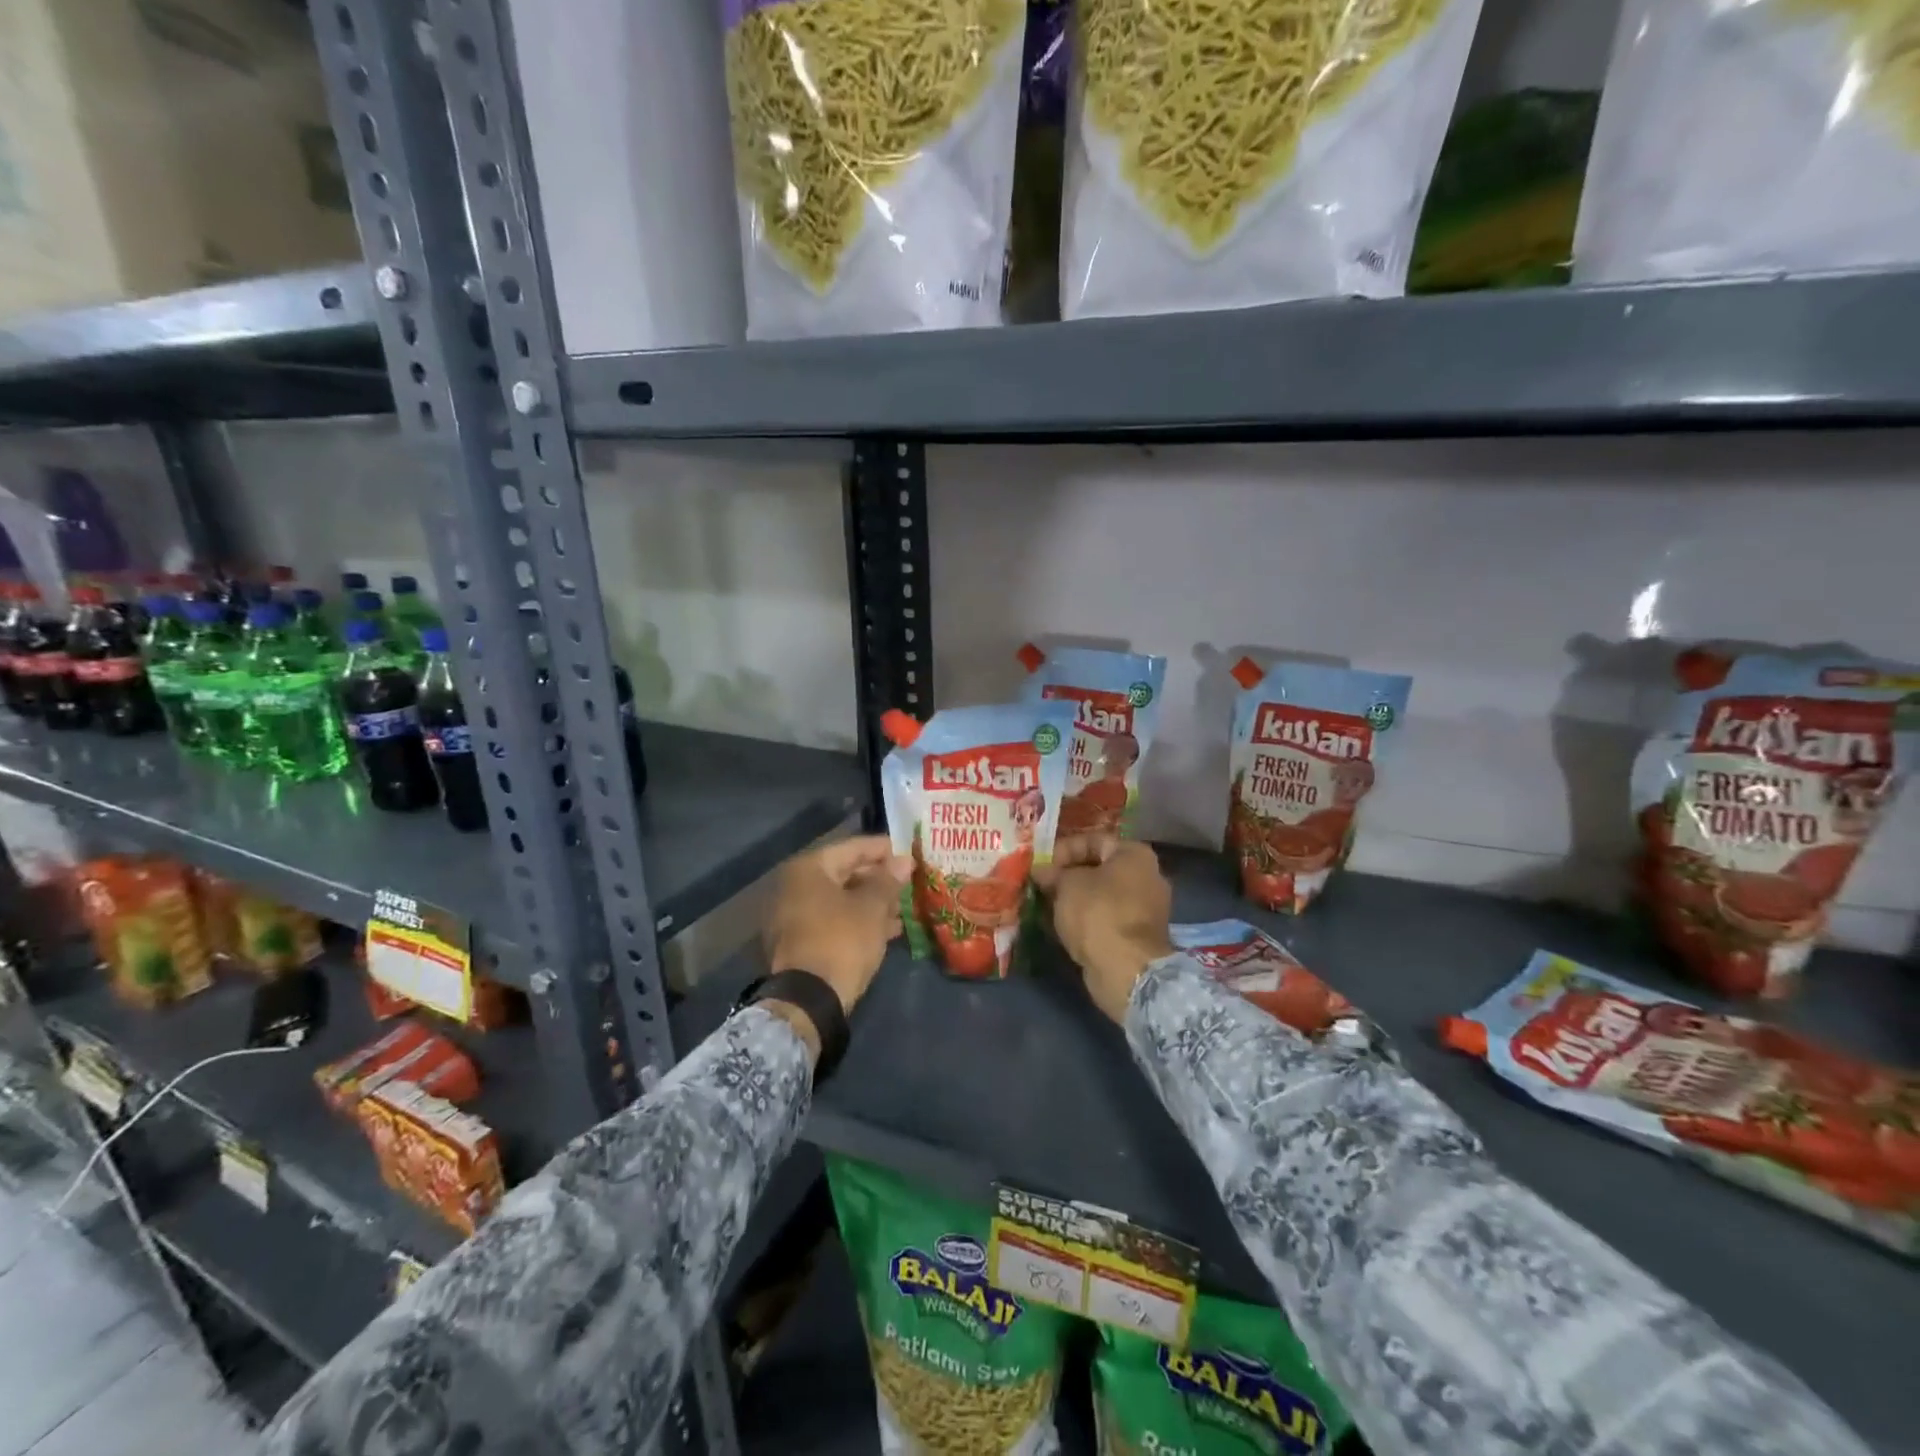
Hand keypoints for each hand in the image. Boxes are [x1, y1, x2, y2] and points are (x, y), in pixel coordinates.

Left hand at [764, 835, 910, 1014]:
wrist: (808, 1001)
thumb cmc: (842, 941)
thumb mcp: (872, 908)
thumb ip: (888, 880)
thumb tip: (902, 860)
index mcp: (808, 869)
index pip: (853, 848)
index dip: (885, 849)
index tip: (910, 853)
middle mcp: (794, 886)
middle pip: (845, 873)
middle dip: (879, 880)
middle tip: (908, 884)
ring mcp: (793, 916)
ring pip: (840, 900)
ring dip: (872, 903)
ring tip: (903, 910)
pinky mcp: (799, 942)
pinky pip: (834, 921)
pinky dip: (858, 922)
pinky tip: (887, 931)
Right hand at [1035, 837, 1173, 1023]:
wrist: (1126, 971)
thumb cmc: (1098, 914)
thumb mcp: (1067, 885)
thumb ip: (1053, 873)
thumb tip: (1041, 870)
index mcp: (1135, 855)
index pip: (1093, 840)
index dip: (1063, 849)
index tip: (1041, 865)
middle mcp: (1147, 876)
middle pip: (1099, 868)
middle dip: (1067, 876)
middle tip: (1041, 885)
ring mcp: (1145, 909)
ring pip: (1101, 896)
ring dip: (1074, 899)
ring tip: (1047, 905)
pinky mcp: (1138, 937)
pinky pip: (1106, 919)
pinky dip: (1086, 920)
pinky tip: (1062, 926)